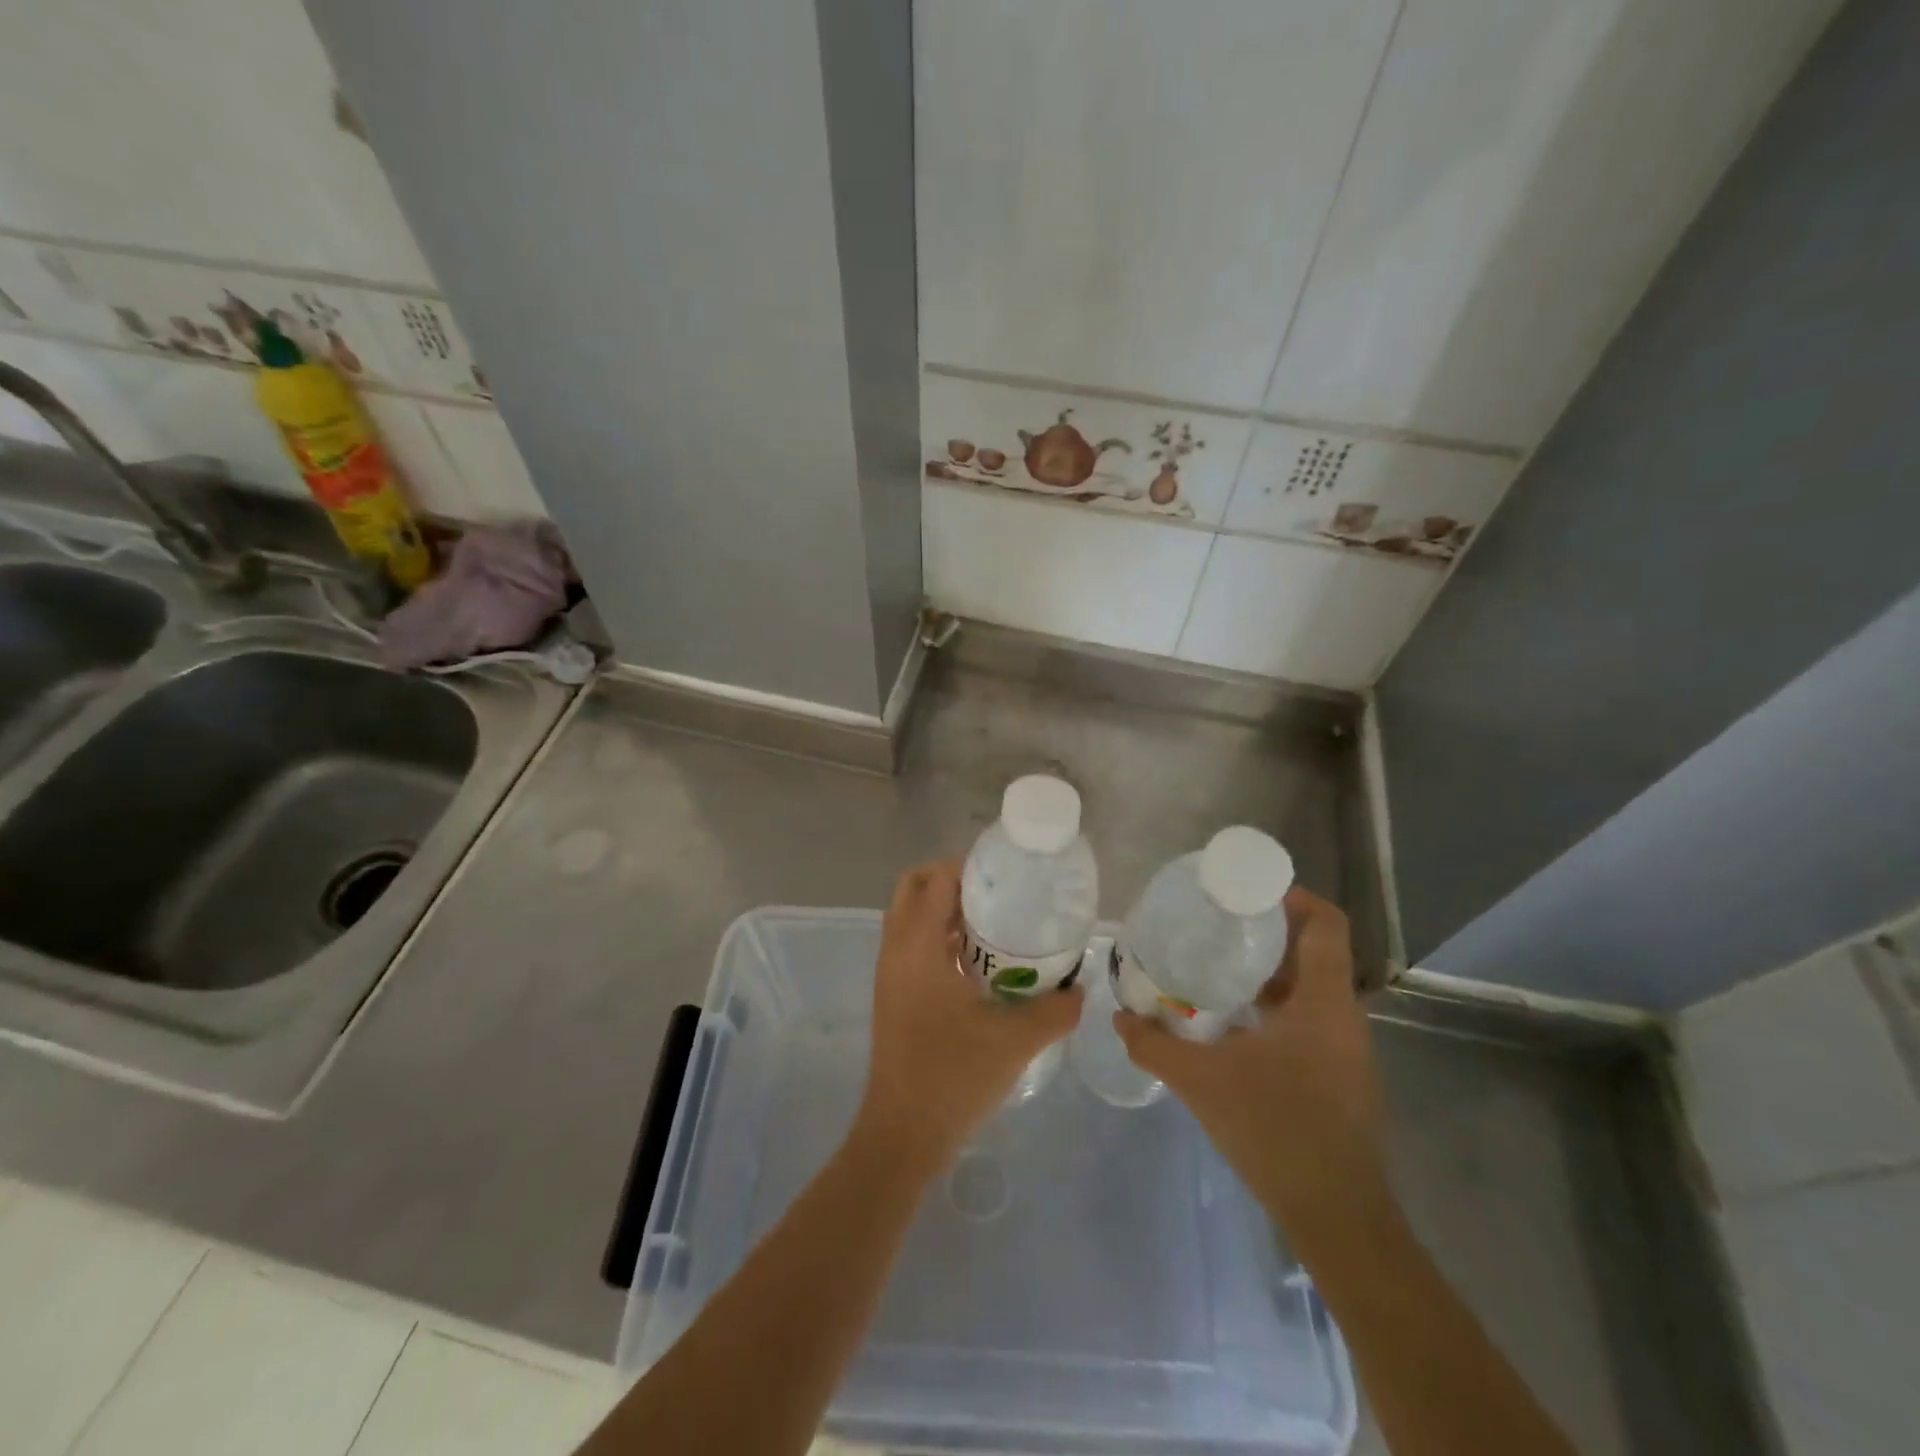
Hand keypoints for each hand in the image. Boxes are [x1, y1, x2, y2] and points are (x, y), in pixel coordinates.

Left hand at [854, 860, 1082, 1175]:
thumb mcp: (1015, 1040)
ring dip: (946, 908)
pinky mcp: (894, 995)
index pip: (935, 879)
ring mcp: (891, 974)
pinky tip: (981, 960)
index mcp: (917, 947)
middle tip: (997, 891)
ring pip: (912, 917)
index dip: (967, 865)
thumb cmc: (953, 1077)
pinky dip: (940, 936)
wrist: (904, 1135)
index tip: (1006, 871)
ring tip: (996, 919)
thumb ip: (1055, 1009)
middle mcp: (897, 950)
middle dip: (952, 879)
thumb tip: (1082, 988)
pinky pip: (914, 944)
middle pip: (915, 888)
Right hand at [1115, 886, 1387, 1239]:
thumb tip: (1119, 1018)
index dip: (1292, 896)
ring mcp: (1345, 1049)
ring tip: (1216, 966)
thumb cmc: (1276, 1131)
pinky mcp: (1339, 1076)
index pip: (1325, 923)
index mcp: (1323, 1001)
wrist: (1337, 1217)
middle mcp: (1342, 1015)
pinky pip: (1309, 1019)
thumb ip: (1155, 1045)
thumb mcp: (1203, 1082)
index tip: (1245, 892)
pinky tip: (1233, 1022)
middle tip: (1215, 924)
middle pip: (1314, 950)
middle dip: (1266, 932)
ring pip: (1311, 987)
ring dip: (1268, 971)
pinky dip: (1274, 1005)